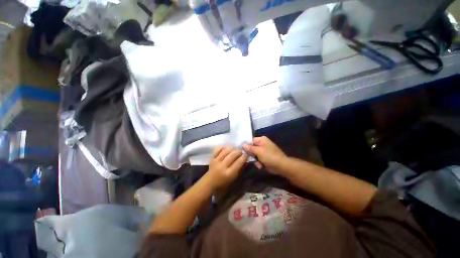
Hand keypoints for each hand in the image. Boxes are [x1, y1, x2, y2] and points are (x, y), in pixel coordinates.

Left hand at [205, 147, 247, 190]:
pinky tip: (225, 149)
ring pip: (225, 151)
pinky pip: (217, 149)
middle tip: (241, 152)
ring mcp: (216, 161)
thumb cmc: (223, 183)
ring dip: (232, 149)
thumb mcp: (233, 179)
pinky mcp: (212, 158)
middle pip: (232, 155)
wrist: (209, 183)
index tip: (246, 155)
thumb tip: (244, 160)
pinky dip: (222, 147)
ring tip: (234, 150)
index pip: (238, 162)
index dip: (244, 157)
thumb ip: (239, 169)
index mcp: (229, 173)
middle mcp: (222, 166)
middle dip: (238, 152)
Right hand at [243, 136, 287, 173]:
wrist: (281, 166)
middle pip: (251, 148)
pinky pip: (258, 159)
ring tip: (258, 164)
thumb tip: (243, 145)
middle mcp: (262, 144)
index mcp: (261, 139)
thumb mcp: (258, 151)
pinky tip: (261, 166)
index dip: (245, 146)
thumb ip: (249, 148)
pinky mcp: (265, 157)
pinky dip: (259, 163)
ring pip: (254, 154)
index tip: (241, 151)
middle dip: (251, 155)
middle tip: (250, 159)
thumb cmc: (269, 156)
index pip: (250, 141)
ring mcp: (264, 151)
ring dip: (255, 160)